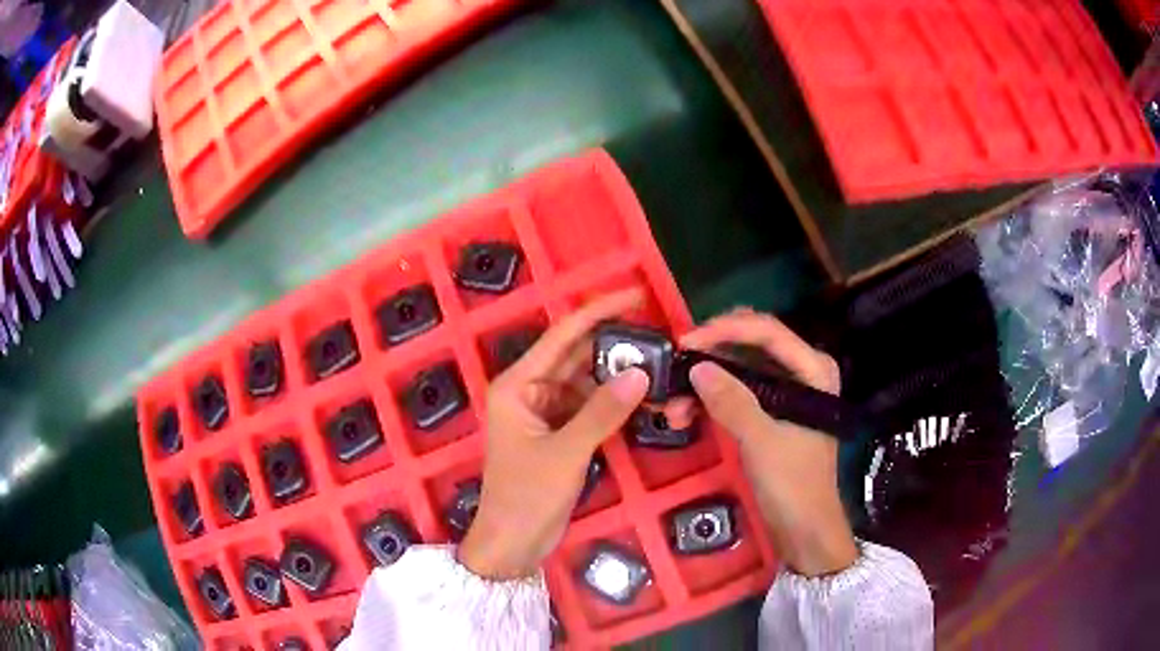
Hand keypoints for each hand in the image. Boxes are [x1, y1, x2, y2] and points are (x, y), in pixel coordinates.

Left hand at [459, 290, 650, 579]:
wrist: (514, 544)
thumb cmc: (525, 497)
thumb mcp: (565, 453)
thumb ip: (602, 412)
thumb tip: (640, 373)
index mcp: (518, 385)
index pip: (562, 336)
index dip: (598, 311)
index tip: (635, 295)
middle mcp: (532, 391)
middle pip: (578, 356)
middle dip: (616, 346)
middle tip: (660, 335)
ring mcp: (548, 413)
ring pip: (589, 383)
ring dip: (621, 378)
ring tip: (661, 368)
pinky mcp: (563, 433)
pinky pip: (593, 408)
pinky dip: (617, 405)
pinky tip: (646, 400)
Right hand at [681, 309, 856, 576]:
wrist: (805, 531)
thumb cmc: (794, 484)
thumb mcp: (762, 441)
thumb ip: (732, 402)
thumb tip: (697, 367)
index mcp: (813, 369)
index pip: (767, 332)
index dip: (724, 331)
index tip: (686, 342)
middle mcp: (802, 372)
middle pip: (751, 345)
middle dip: (711, 356)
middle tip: (676, 366)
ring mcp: (785, 393)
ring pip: (739, 370)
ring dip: (705, 383)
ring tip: (673, 407)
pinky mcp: (770, 414)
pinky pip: (737, 394)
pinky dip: (711, 401)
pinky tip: (685, 416)